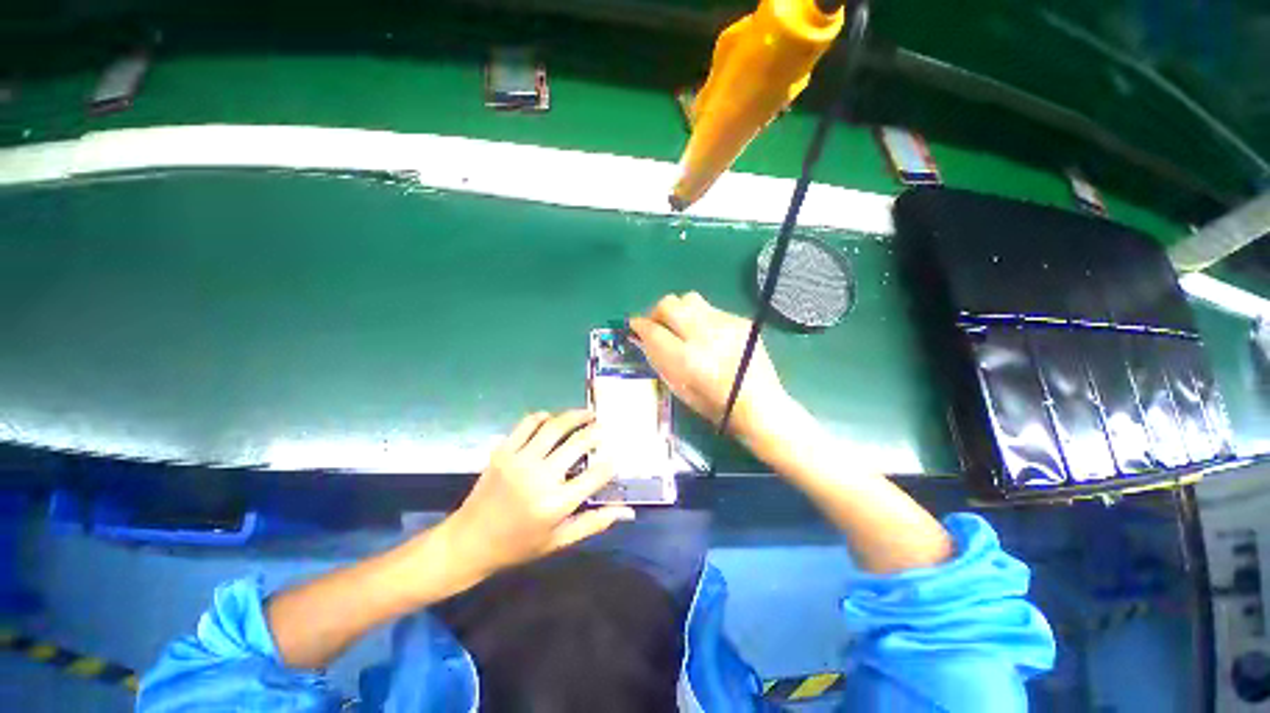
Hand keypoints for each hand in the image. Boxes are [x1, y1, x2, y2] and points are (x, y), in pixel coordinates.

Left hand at [439, 410, 635, 580]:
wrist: (469, 541)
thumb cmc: (518, 546)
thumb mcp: (559, 540)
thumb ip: (594, 522)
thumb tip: (627, 512)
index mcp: (556, 503)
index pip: (595, 475)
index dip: (610, 464)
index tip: (614, 457)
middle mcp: (540, 477)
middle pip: (577, 443)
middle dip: (595, 431)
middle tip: (602, 427)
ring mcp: (519, 460)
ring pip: (554, 427)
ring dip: (574, 416)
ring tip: (586, 413)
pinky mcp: (503, 451)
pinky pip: (527, 424)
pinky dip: (543, 417)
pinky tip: (552, 418)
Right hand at [628, 292, 793, 445]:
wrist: (759, 404)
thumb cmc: (714, 405)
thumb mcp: (678, 388)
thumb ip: (659, 358)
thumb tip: (643, 337)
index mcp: (686, 359)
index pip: (652, 330)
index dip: (639, 326)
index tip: (635, 326)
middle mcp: (704, 334)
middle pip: (669, 304)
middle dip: (657, 312)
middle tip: (659, 325)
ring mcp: (725, 323)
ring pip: (690, 299)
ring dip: (680, 311)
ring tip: (684, 328)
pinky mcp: (740, 320)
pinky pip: (711, 309)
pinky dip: (702, 319)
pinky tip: (710, 336)